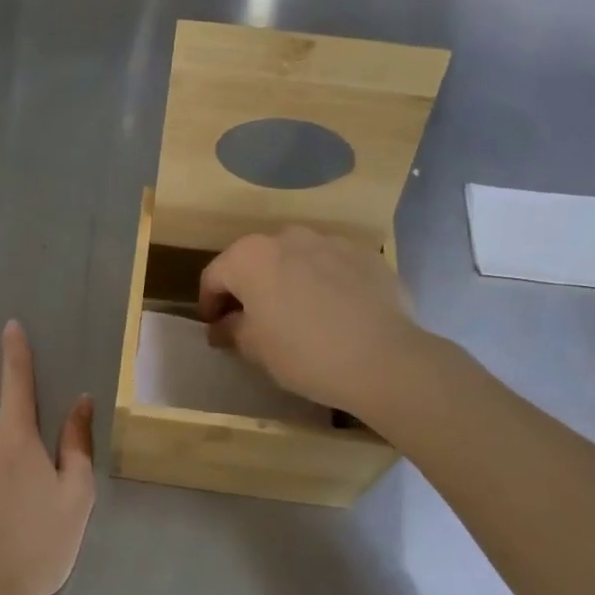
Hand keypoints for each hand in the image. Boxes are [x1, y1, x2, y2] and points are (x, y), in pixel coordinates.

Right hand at [199, 226, 431, 417]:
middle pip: (255, 261)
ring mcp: (330, 241)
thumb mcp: (255, 349)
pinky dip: (325, 283)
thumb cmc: (304, 353)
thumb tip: (222, 326)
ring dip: (288, 281)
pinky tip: (335, 314)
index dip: (209, 304)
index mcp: (250, 256)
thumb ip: (231, 330)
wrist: (384, 358)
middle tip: (253, 321)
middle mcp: (286, 237)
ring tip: (298, 315)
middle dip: (249, 288)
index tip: (215, 328)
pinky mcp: (365, 255)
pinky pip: (332, 267)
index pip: (214, 276)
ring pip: (296, 259)